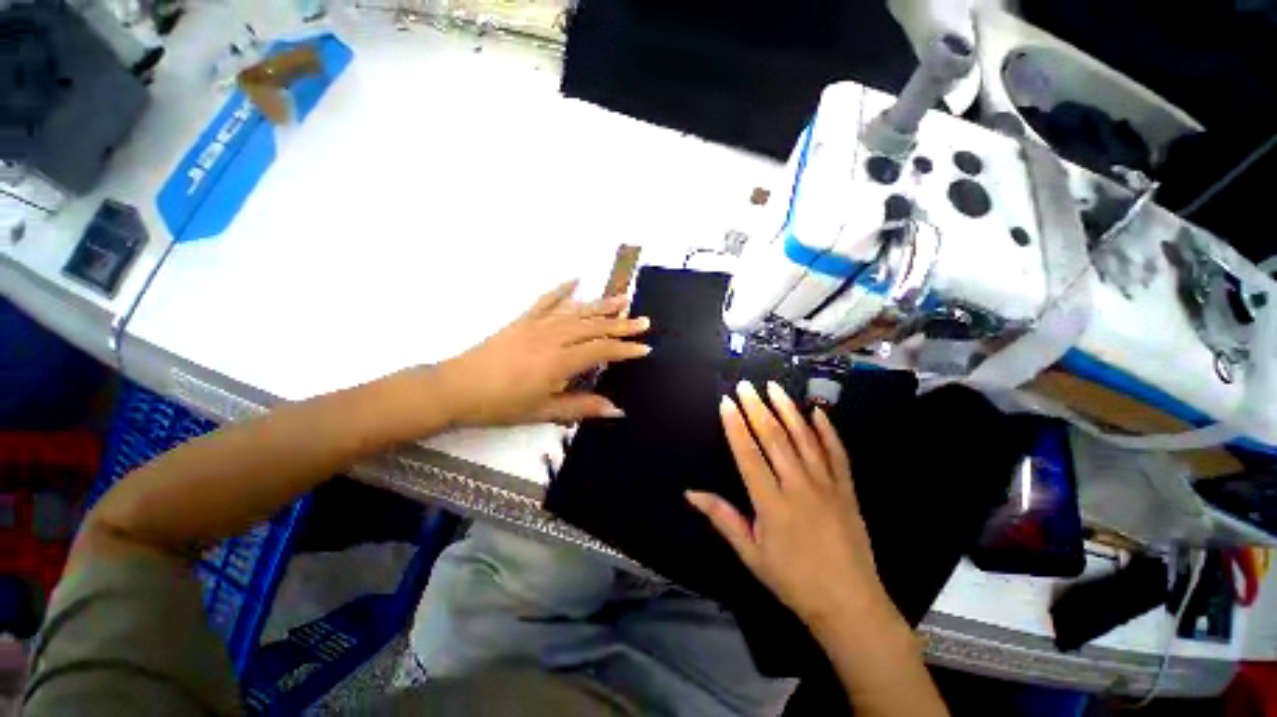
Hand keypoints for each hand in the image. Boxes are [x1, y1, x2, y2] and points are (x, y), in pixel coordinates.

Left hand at [433, 281, 650, 426]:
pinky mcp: (522, 320)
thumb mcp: (543, 411)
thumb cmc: (501, 405)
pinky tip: (575, 280)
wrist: (456, 388)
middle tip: (643, 320)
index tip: (644, 348)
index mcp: (559, 362)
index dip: (624, 349)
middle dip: (621, 324)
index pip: (601, 350)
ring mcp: (536, 325)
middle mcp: (552, 338)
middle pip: (593, 327)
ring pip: (576, 312)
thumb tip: (617, 410)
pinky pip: (546, 301)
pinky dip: (562, 290)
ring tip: (622, 298)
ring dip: (601, 305)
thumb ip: (582, 407)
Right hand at [687, 381, 897, 632]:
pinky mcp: (847, 489)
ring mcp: (827, 485)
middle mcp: (799, 486)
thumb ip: (723, 518)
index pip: (748, 454)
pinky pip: (838, 453)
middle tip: (746, 386)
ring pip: (805, 439)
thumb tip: (691, 493)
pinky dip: (828, 431)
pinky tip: (818, 411)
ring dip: (788, 410)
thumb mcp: (751, 554)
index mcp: (772, 503)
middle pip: (775, 438)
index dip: (735, 426)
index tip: (726, 402)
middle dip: (757, 408)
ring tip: (775, 387)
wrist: (849, 604)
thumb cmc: (792, 580)